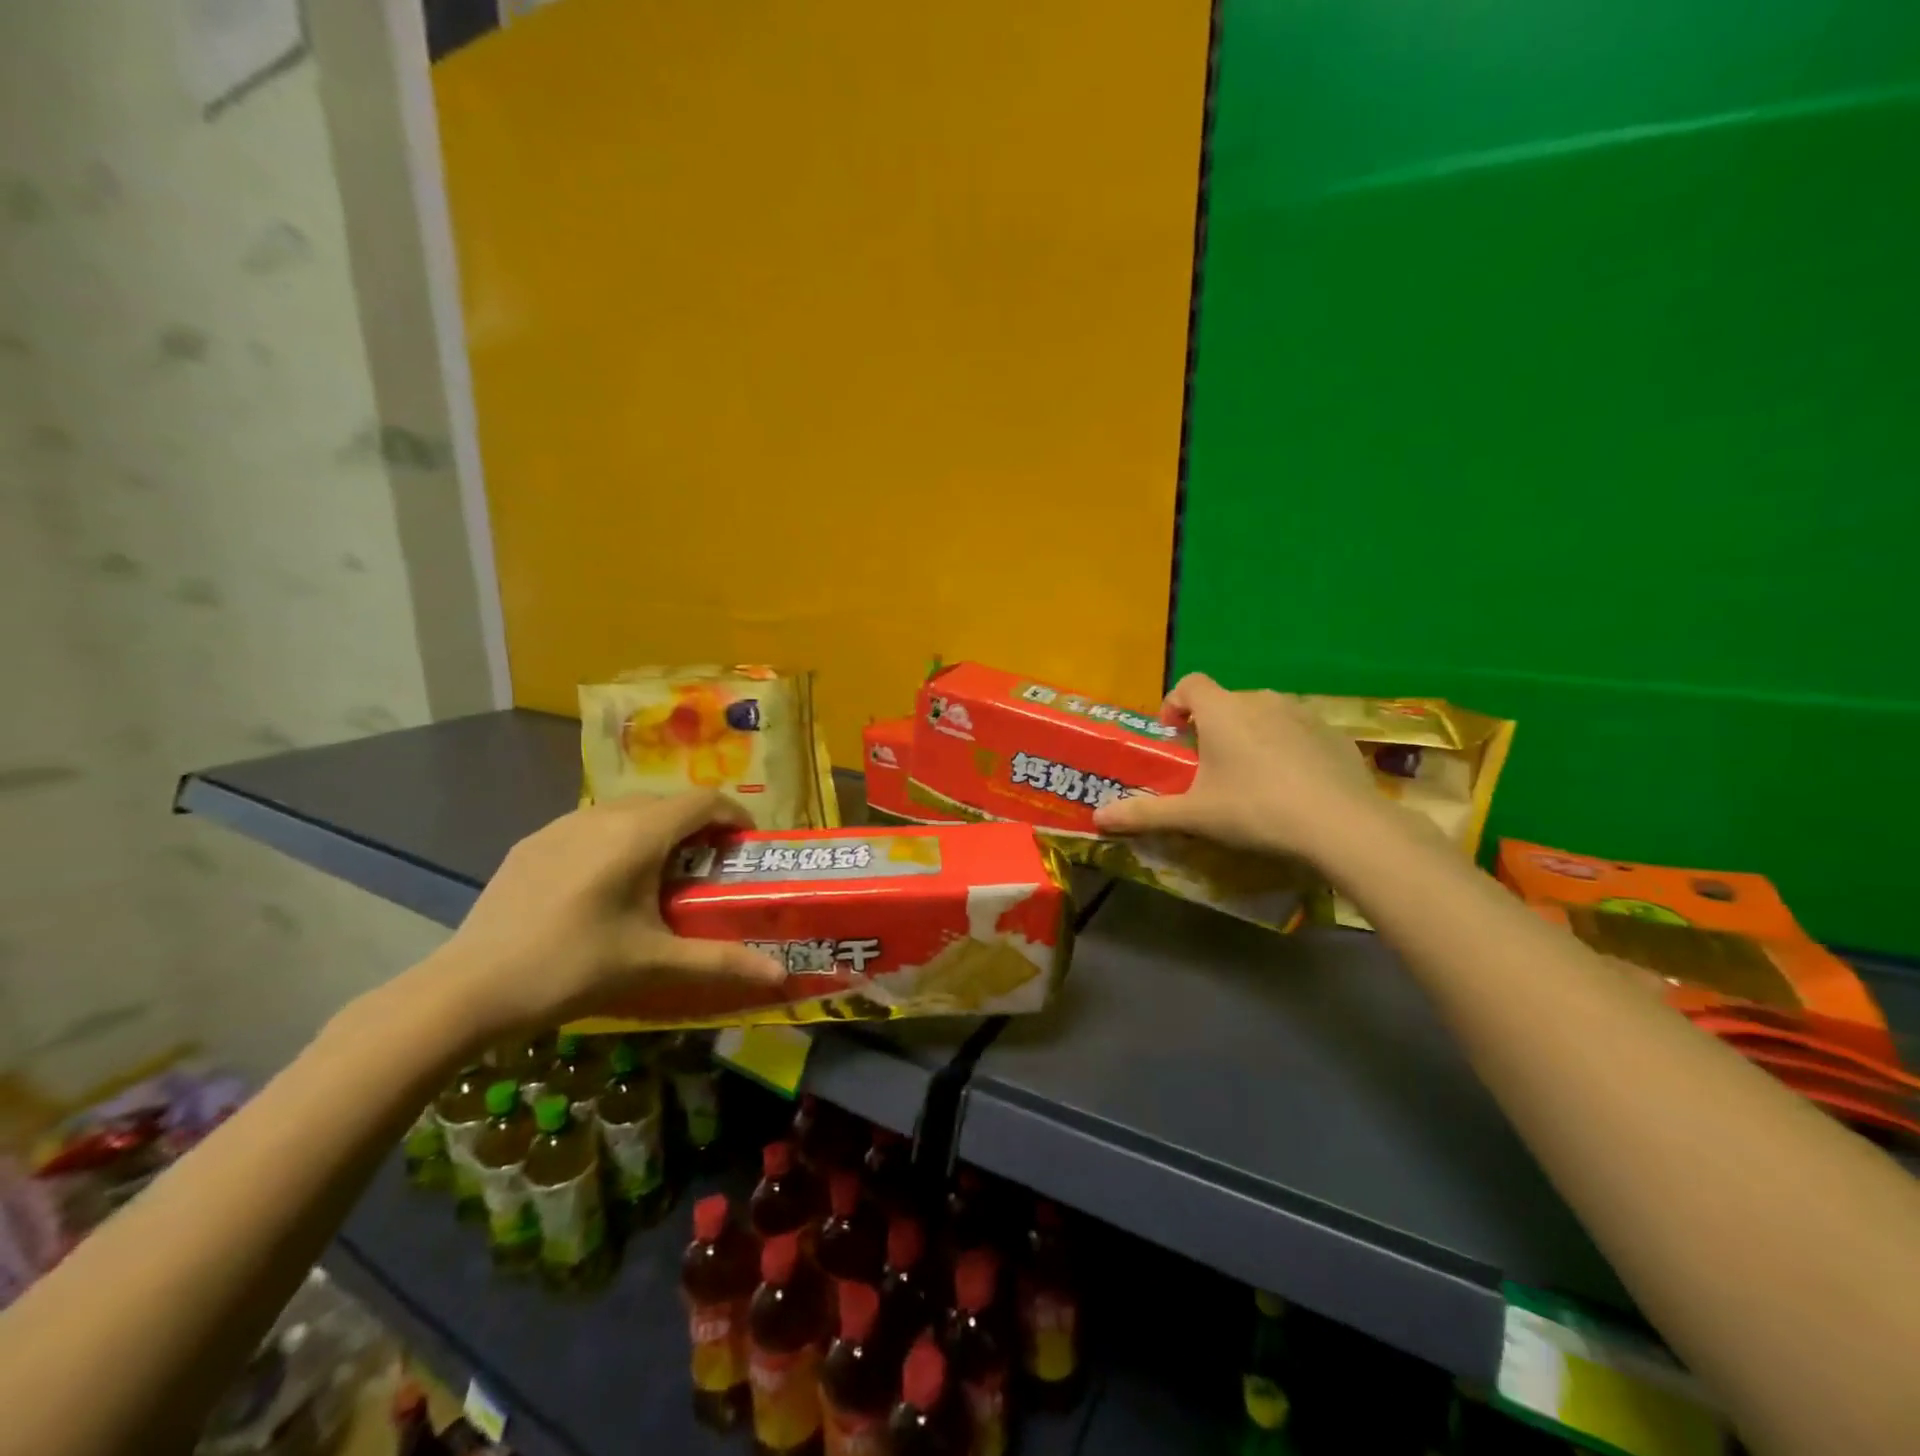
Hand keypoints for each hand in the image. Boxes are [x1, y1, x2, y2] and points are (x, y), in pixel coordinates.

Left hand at [419, 790, 781, 1037]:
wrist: (468, 989)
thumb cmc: (572, 967)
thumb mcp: (654, 963)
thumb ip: (722, 962)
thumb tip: (782, 976)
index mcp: (639, 834)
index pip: (704, 801)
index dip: (734, 817)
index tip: (746, 847)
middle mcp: (603, 815)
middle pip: (667, 804)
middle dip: (697, 828)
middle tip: (708, 869)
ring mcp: (561, 826)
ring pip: (627, 812)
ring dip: (656, 833)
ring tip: (658, 878)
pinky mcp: (532, 843)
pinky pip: (591, 827)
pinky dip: (616, 842)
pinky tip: (603, 888)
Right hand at [1092, 673, 1386, 862]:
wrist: (1341, 824)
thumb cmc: (1255, 810)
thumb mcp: (1194, 816)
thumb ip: (1145, 813)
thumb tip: (1098, 818)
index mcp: (1222, 711)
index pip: (1190, 684)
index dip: (1175, 704)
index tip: (1172, 735)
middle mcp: (1261, 700)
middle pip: (1226, 701)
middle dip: (1211, 726)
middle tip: (1207, 765)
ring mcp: (1303, 714)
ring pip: (1264, 714)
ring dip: (1250, 734)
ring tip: (1249, 774)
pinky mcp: (1334, 733)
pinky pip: (1298, 731)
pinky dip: (1286, 747)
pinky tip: (1291, 784)